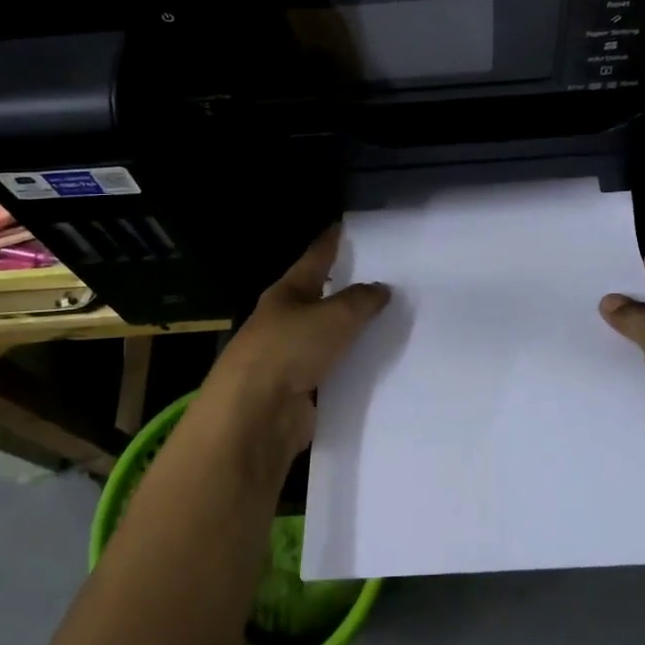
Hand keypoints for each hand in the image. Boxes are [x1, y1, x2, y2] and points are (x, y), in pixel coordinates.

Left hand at [196, 227, 390, 479]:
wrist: (254, 417)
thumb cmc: (289, 350)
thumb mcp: (334, 316)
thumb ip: (361, 300)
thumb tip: (380, 289)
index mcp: (287, 293)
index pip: (314, 258)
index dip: (332, 242)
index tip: (347, 226)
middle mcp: (285, 320)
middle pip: (320, 298)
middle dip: (347, 289)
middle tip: (385, 277)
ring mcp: (290, 357)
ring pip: (328, 337)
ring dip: (352, 332)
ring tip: (390, 322)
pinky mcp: (299, 391)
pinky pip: (333, 371)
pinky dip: (351, 367)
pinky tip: (378, 365)